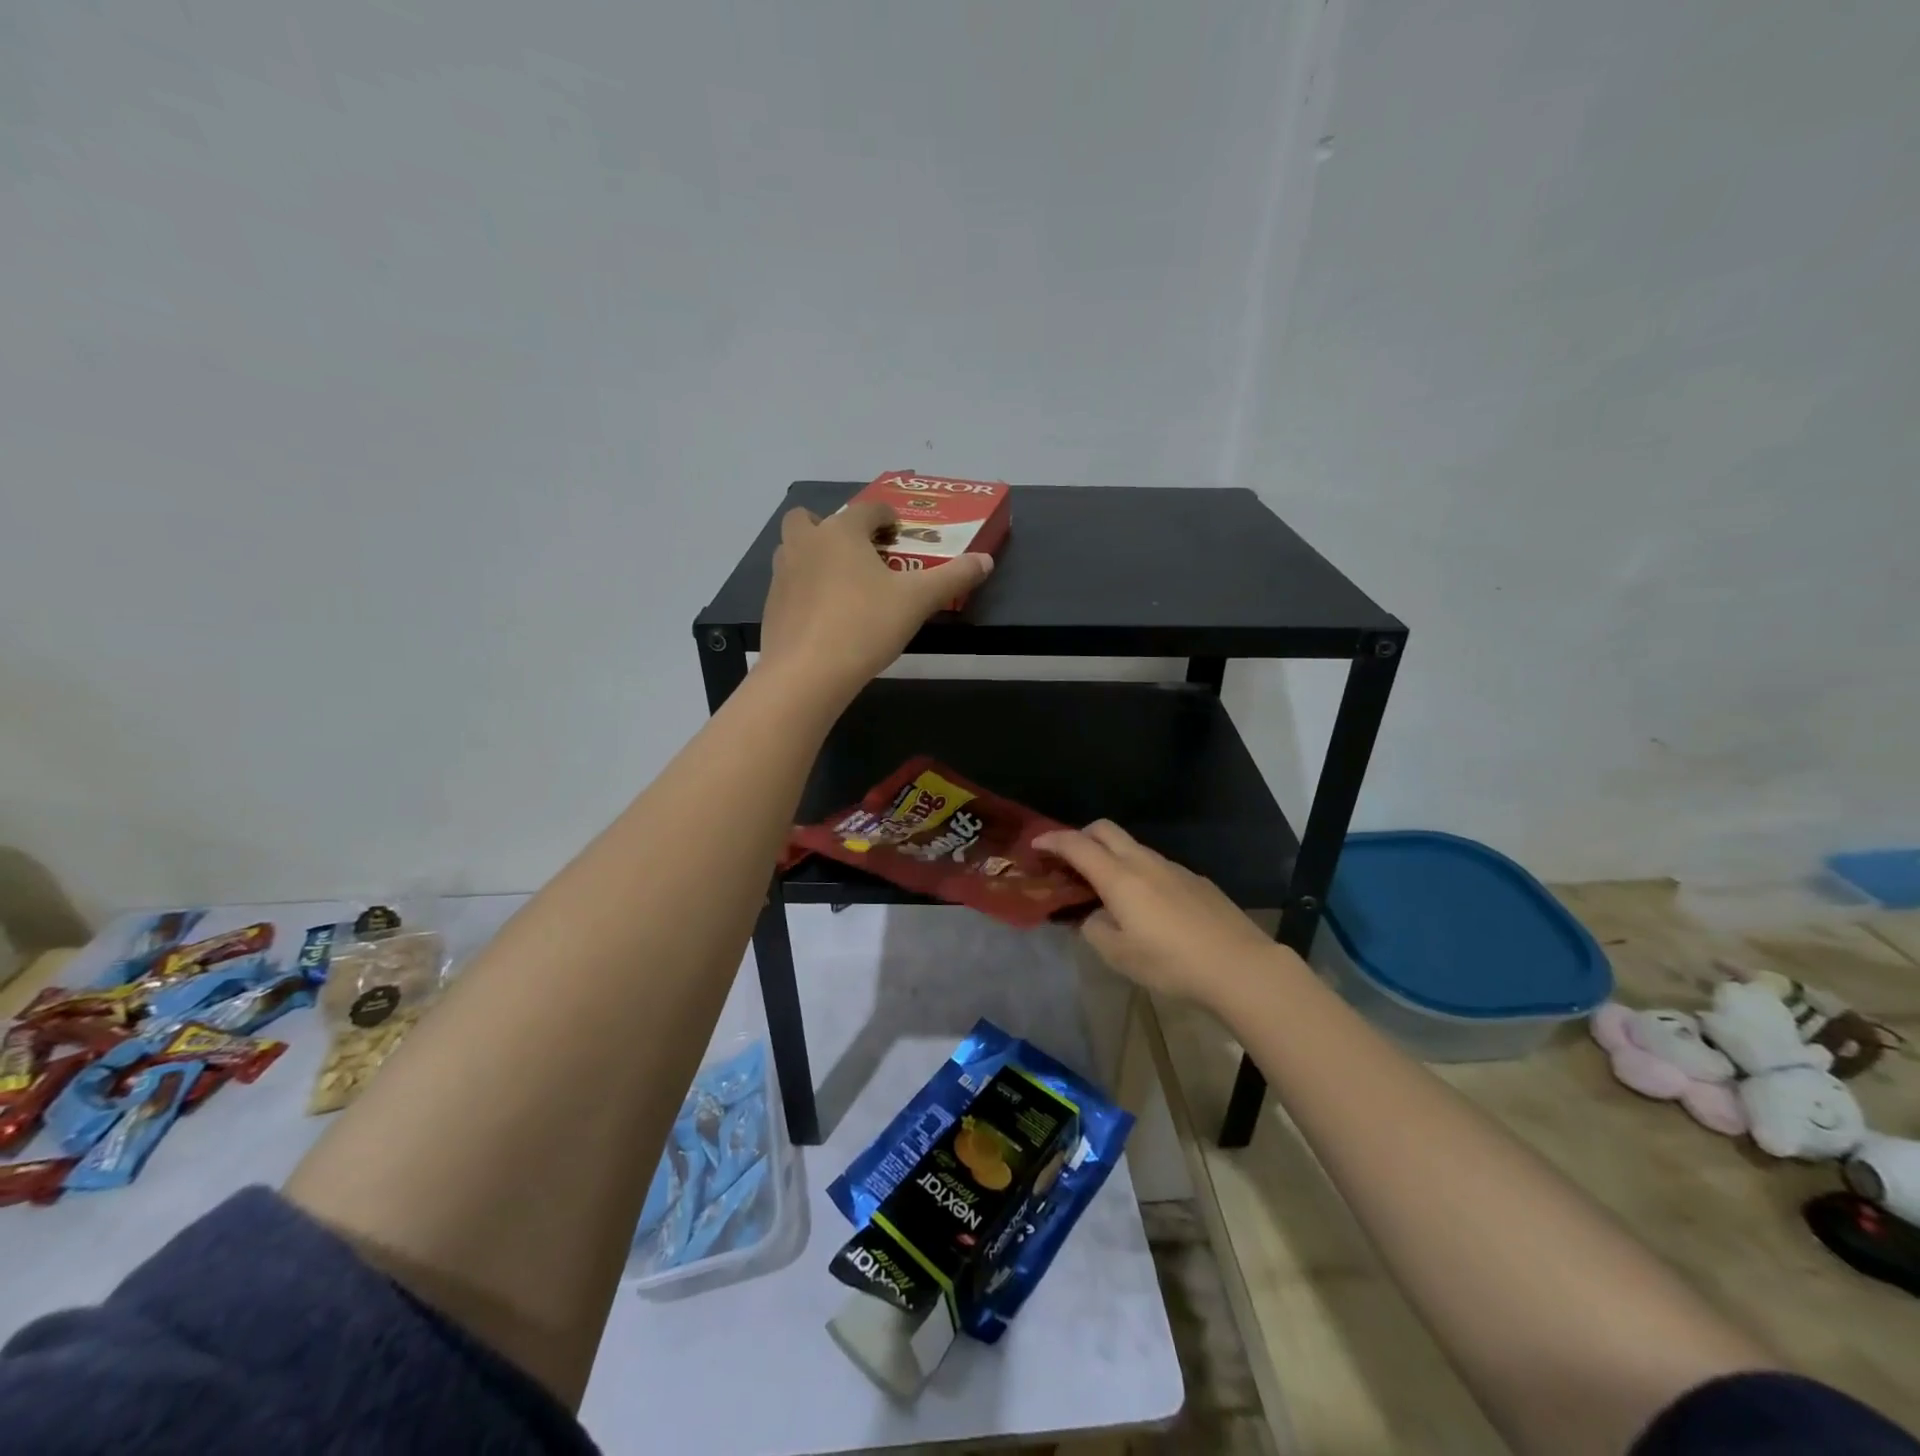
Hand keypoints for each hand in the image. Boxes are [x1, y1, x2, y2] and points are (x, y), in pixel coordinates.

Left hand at [758, 501, 992, 701]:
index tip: (898, 531)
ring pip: (794, 550)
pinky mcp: (771, 606)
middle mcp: (805, 544)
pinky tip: (825, 615)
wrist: (807, 674)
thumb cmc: (865, 626)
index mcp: (841, 532)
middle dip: (832, 528)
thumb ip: (953, 577)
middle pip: (810, 519)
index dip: (885, 516)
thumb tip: (987, 560)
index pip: (866, 509)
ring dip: (814, 555)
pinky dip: (804, 589)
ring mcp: (782, 575)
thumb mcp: (917, 601)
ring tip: (842, 583)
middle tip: (858, 552)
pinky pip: (789, 585)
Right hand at [1034, 820, 1286, 1004]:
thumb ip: (1094, 929)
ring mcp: (1173, 868)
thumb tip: (1090, 916)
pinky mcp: (1195, 880)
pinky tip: (1146, 906)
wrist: (1239, 966)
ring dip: (1111, 856)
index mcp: (1119, 877)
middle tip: (1068, 860)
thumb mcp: (1119, 955)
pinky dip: (1138, 872)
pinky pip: (1156, 865)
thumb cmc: (1171, 962)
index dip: (1052, 840)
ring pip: (1132, 847)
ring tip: (1106, 889)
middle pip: (1105, 830)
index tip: (1036, 845)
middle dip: (1081, 836)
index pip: (1077, 845)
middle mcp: (1144, 862)